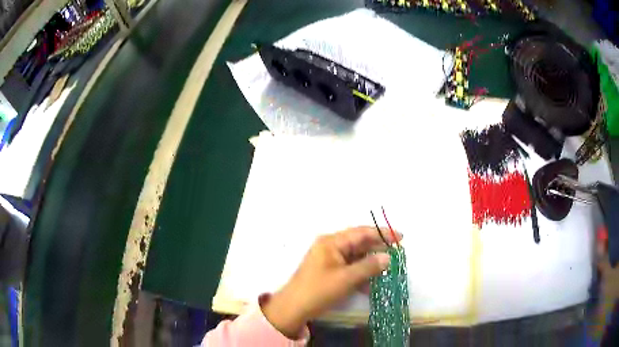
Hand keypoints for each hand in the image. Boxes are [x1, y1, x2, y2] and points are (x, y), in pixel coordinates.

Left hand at [261, 226, 400, 337]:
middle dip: (378, 249)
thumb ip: (369, 267)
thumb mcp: (346, 279)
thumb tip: (388, 257)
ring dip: (370, 265)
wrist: (293, 309)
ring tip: (386, 272)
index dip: (382, 234)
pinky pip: (349, 268)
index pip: (362, 232)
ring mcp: (329, 259)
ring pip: (356, 257)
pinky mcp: (329, 272)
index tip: (401, 238)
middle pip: (359, 243)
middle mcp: (330, 247)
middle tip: (397, 254)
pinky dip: (360, 275)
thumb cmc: (318, 291)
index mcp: (332, 242)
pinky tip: (370, 286)